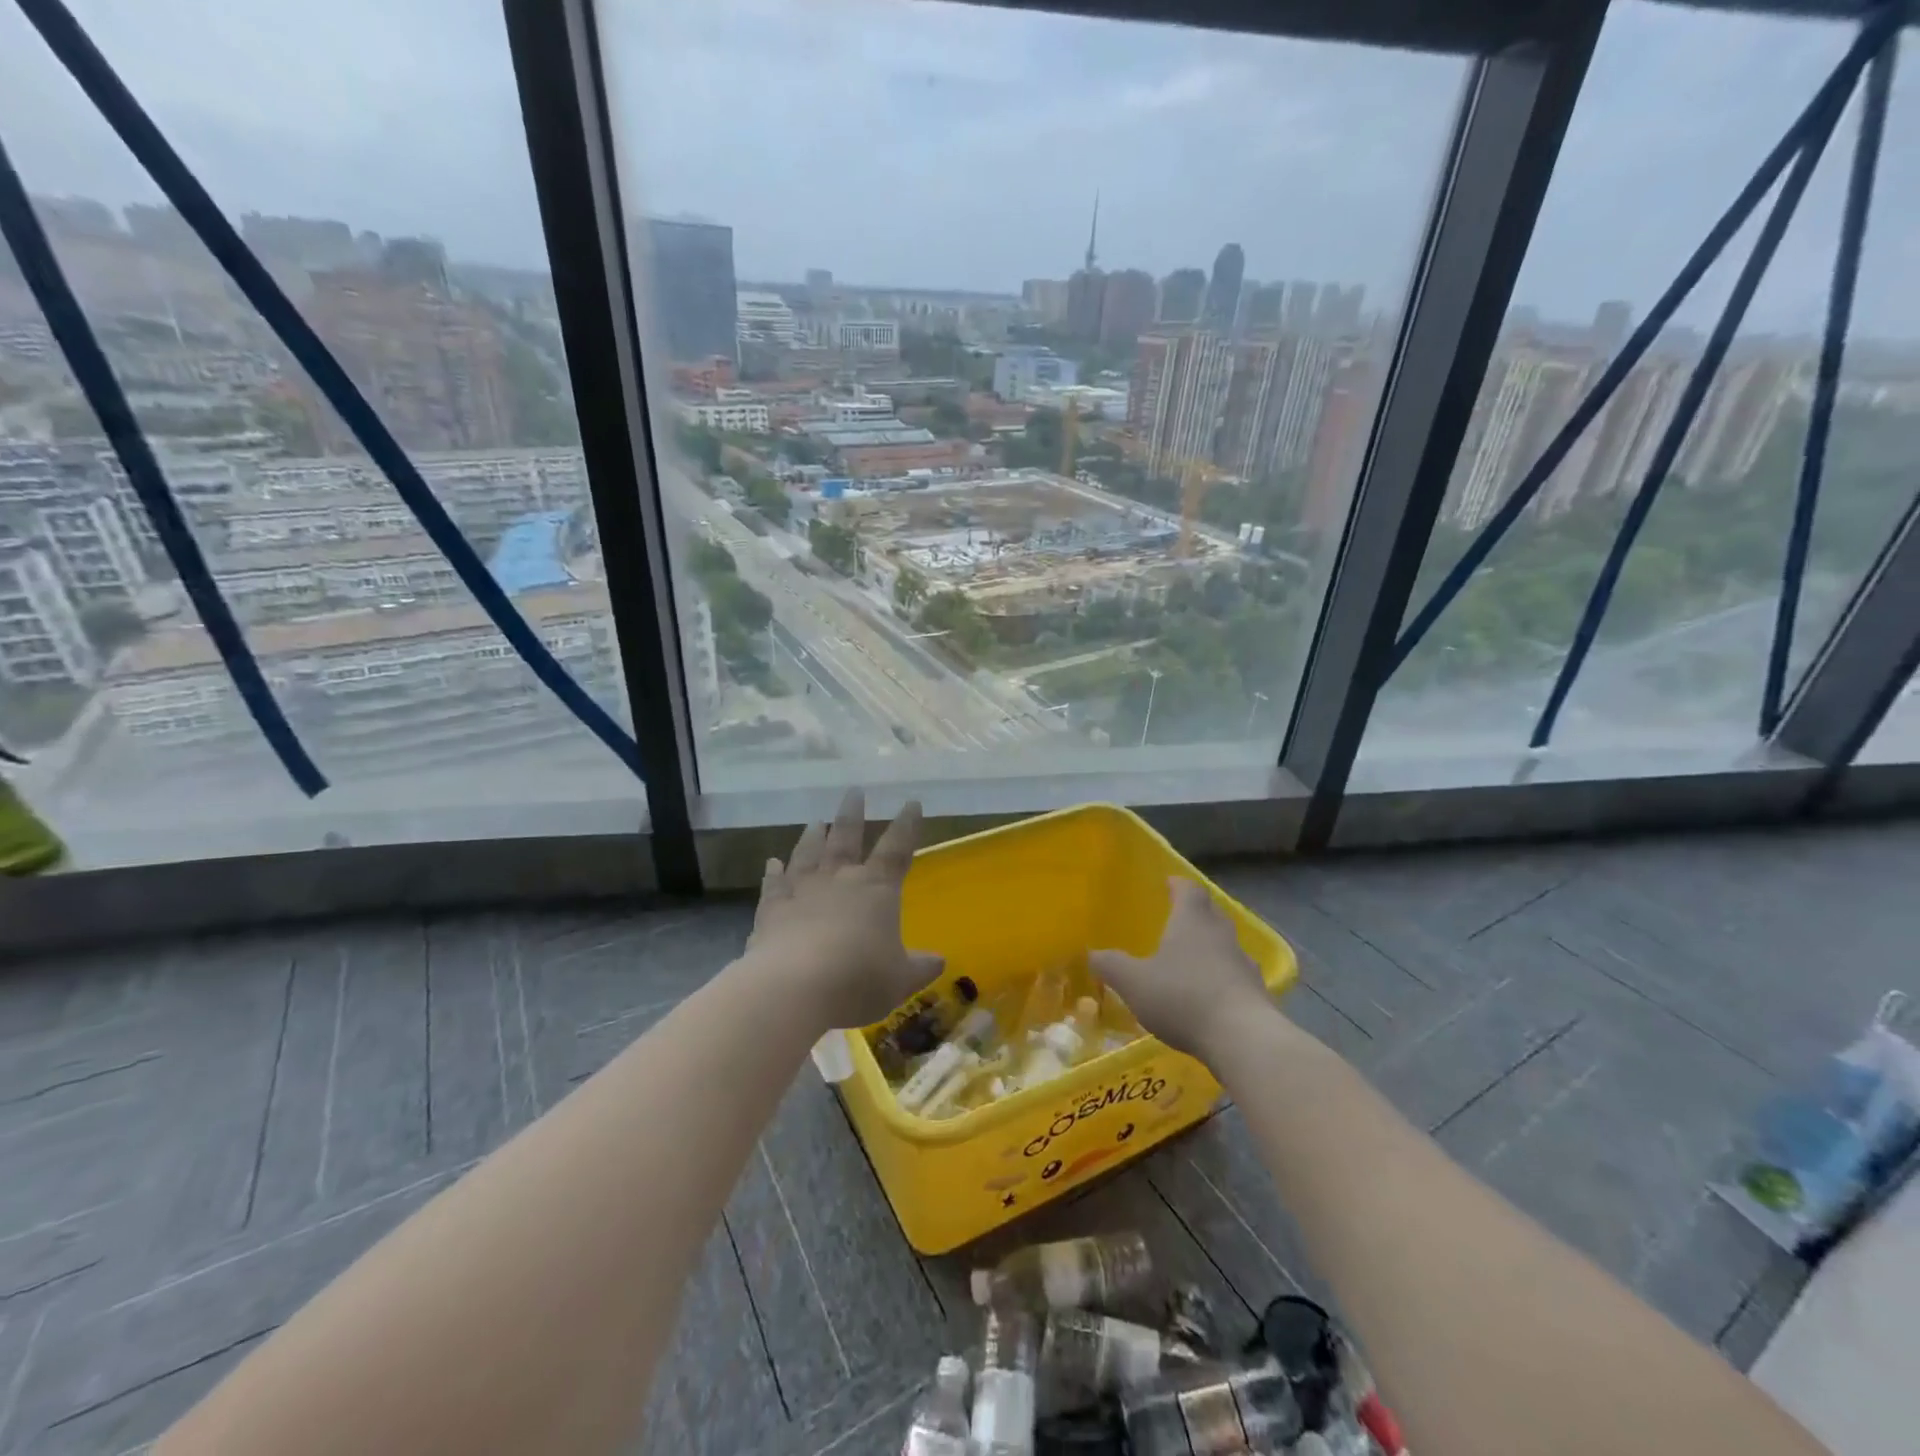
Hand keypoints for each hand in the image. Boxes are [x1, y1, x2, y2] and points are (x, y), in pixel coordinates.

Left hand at [747, 789, 944, 1030]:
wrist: (794, 986)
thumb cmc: (859, 978)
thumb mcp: (900, 979)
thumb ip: (919, 967)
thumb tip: (939, 961)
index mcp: (876, 888)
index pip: (897, 849)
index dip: (907, 826)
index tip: (911, 803)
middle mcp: (839, 879)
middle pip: (846, 838)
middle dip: (852, 814)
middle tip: (854, 792)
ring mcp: (801, 891)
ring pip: (808, 854)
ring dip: (812, 837)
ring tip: (815, 822)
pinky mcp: (771, 910)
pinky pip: (773, 884)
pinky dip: (773, 873)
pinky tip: (771, 863)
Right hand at [1090, 878, 1276, 1057]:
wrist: (1243, 1039)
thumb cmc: (1183, 997)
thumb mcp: (1133, 982)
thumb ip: (1111, 965)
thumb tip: (1092, 953)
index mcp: (1193, 921)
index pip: (1189, 889)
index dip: (1177, 885)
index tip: (1168, 884)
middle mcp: (1222, 934)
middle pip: (1210, 913)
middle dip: (1194, 915)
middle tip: (1175, 922)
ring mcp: (1244, 964)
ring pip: (1226, 946)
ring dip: (1210, 949)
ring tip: (1190, 963)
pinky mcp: (1258, 993)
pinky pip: (1236, 976)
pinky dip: (1222, 979)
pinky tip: (1209, 997)